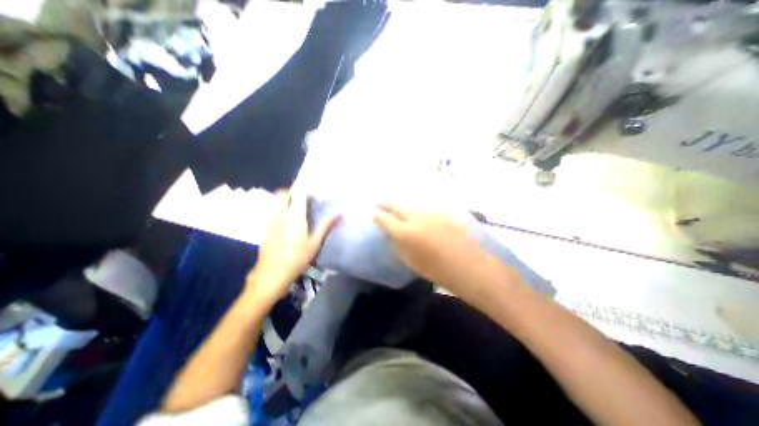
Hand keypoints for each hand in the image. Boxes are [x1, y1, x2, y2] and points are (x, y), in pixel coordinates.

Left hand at [246, 190, 336, 305]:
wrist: (273, 273)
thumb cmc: (298, 258)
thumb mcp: (315, 243)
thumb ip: (326, 226)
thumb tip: (339, 214)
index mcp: (295, 217)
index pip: (300, 195)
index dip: (306, 191)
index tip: (313, 194)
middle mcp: (281, 214)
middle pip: (283, 194)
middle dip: (292, 192)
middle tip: (302, 199)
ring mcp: (270, 220)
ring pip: (273, 201)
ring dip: (282, 199)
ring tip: (292, 207)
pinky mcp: (264, 227)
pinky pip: (268, 211)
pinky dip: (276, 208)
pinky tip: (283, 219)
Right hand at [375, 205, 515, 299]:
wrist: (470, 266)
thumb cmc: (437, 270)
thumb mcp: (411, 261)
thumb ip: (398, 245)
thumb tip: (391, 234)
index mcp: (405, 232)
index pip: (385, 219)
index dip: (378, 215)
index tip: (374, 213)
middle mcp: (416, 218)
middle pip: (397, 206)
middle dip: (386, 204)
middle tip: (380, 203)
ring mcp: (431, 213)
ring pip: (412, 207)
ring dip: (403, 207)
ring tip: (398, 209)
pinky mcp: (443, 213)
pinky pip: (425, 211)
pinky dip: (418, 213)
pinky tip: (419, 217)